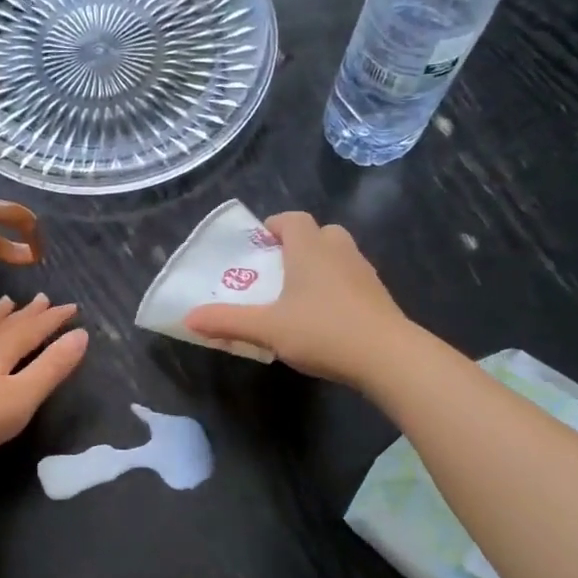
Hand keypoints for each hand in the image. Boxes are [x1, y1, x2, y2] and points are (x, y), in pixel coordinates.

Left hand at [0, 293, 88, 478]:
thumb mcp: (23, 396)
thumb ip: (52, 366)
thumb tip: (80, 334)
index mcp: (2, 348)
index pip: (34, 327)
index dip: (55, 318)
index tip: (74, 308)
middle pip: (9, 323)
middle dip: (30, 313)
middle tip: (45, 298)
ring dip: (2, 316)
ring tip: (8, 302)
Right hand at [184, 212, 407, 386]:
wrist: (388, 357)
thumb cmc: (322, 331)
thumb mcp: (267, 329)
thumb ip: (226, 321)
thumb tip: (188, 318)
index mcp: (310, 249)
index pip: (292, 219)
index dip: (273, 226)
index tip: (257, 246)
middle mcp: (339, 251)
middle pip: (319, 233)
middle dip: (297, 246)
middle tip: (276, 271)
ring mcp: (364, 273)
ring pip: (338, 256)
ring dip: (318, 266)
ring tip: (297, 295)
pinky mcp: (378, 296)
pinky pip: (351, 280)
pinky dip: (336, 288)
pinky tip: (324, 317)